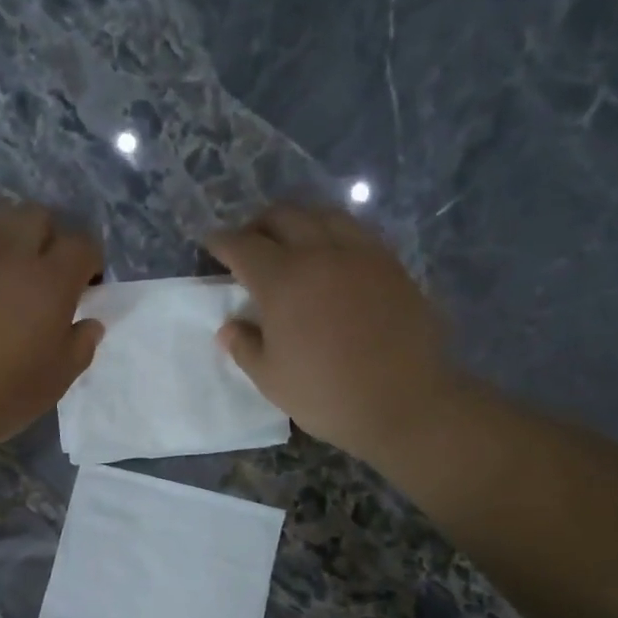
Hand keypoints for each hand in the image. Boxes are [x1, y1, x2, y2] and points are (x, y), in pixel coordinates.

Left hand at [0, 202, 104, 449]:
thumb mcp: (55, 381)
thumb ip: (80, 346)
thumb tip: (90, 323)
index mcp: (50, 280)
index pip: (82, 244)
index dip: (89, 261)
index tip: (85, 286)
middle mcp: (10, 252)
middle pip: (38, 216)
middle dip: (48, 237)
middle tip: (43, 275)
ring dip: (9, 239)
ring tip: (4, 275)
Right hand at [208, 204, 457, 467]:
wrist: (406, 403)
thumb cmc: (327, 395)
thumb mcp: (272, 379)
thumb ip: (245, 347)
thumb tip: (229, 327)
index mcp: (283, 281)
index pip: (243, 246)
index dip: (222, 242)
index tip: (211, 244)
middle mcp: (320, 254)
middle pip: (283, 216)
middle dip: (258, 224)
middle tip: (249, 244)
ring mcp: (361, 254)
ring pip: (324, 215)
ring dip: (299, 220)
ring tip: (291, 243)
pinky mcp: (391, 264)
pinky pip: (356, 231)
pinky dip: (333, 233)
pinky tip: (331, 256)